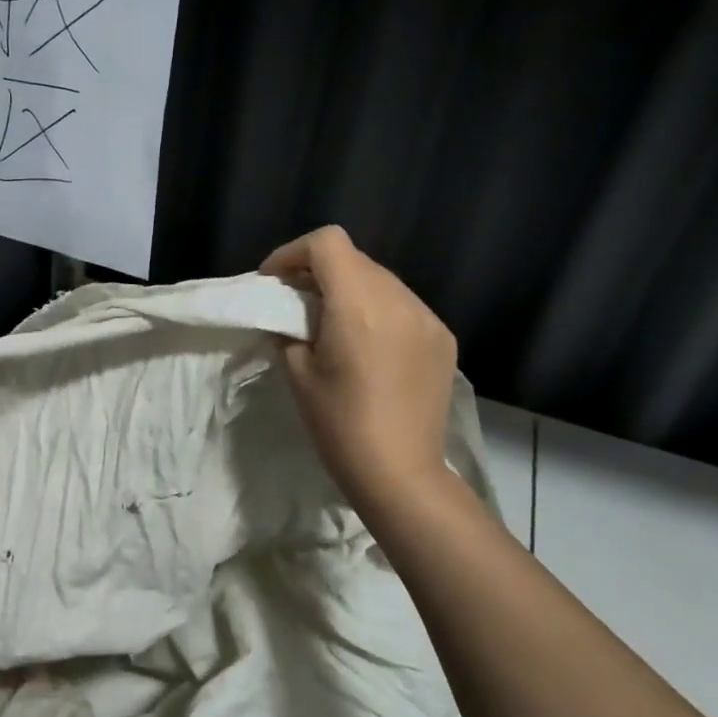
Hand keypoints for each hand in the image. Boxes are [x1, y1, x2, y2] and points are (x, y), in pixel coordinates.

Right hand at [262, 225, 456, 509]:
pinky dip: (378, 312)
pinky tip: (368, 347)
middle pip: (354, 259)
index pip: (327, 243)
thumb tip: (290, 318)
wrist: (400, 473)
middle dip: (319, 272)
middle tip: (296, 303)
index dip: (293, 253)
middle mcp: (399, 299)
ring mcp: (427, 318)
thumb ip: (289, 332)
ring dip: (350, 291)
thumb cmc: (339, 425)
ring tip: (332, 325)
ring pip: (381, 281)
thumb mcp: (298, 375)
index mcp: (358, 304)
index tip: (274, 281)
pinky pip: (404, 307)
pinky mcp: (443, 339)